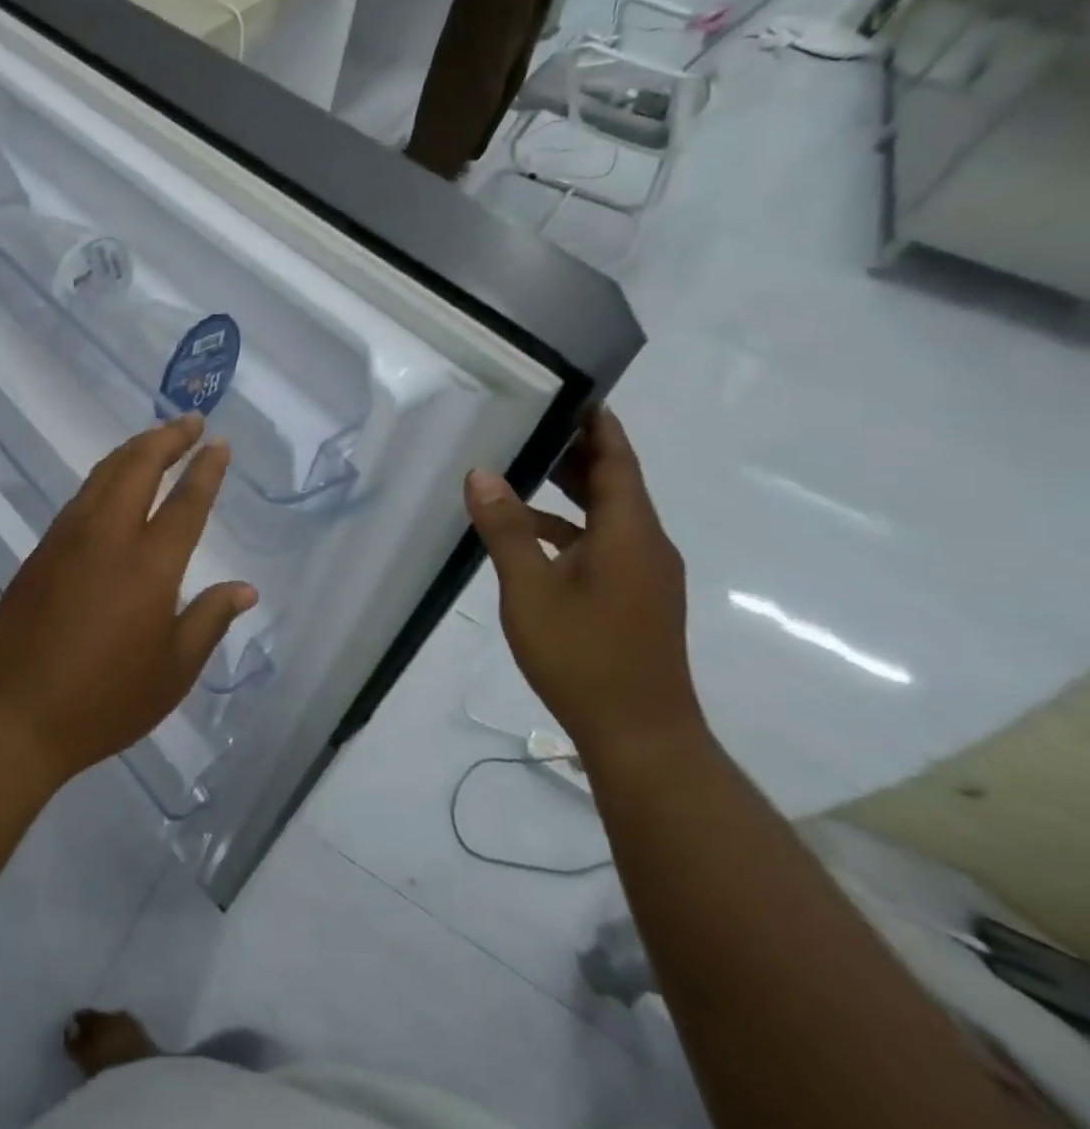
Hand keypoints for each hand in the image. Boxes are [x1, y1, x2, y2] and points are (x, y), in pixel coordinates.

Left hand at [0, 416, 257, 784]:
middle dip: (168, 438)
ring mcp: (68, 538)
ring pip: (104, 473)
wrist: (15, 714)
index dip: (205, 468)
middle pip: (139, 467)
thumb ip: (210, 620)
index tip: (218, 443)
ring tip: (157, 438)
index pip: (185, 501)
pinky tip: (114, 482)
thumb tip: (245, 589)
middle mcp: (108, 537)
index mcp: (149, 565)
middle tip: (190, 422)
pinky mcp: (42, 549)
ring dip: (134, 449)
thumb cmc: (105, 700)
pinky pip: (81, 496)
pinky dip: (106, 475)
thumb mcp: (173, 671)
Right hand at [462, 407, 701, 763]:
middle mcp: (647, 545)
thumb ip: (505, 530)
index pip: (618, 462)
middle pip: (616, 484)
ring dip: (572, 492)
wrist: (641, 736)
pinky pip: (604, 545)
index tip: (575, 392)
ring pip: (609, 516)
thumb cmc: (584, 656)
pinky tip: (531, 540)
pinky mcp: (638, 598)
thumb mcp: (530, 590)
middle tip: (536, 422)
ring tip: (524, 471)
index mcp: (629, 534)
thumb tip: (481, 474)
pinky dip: (570, 530)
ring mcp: (646, 575)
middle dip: (579, 453)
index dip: (599, 426)